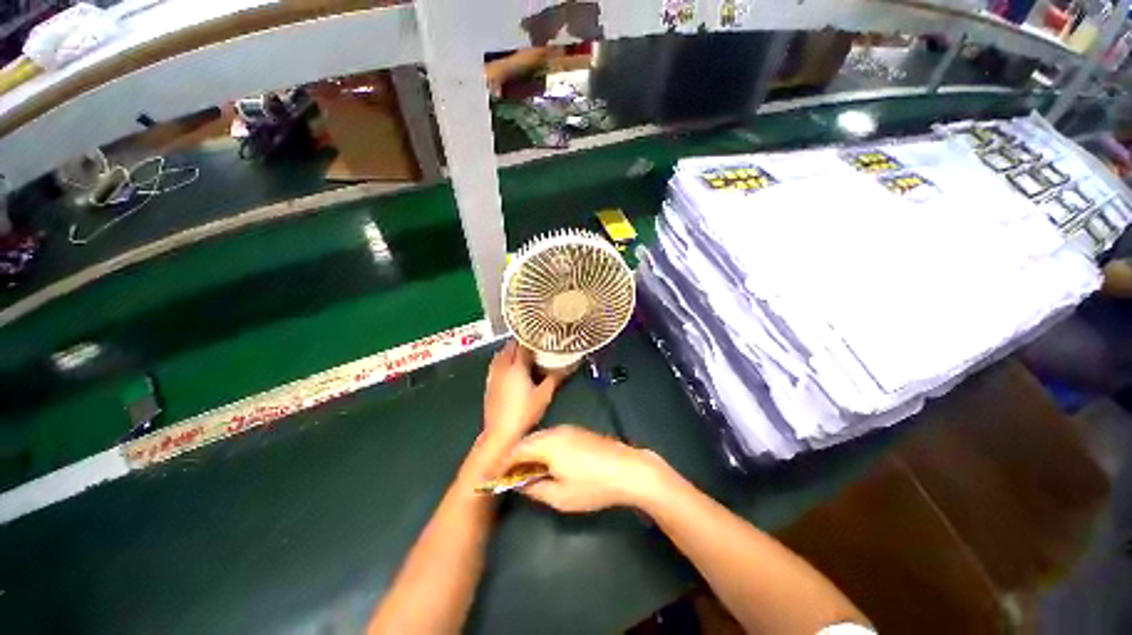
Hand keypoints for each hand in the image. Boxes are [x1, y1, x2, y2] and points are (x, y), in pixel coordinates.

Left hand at [482, 341, 564, 444]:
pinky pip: (495, 364)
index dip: (532, 341)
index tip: (541, 339)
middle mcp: (503, 367)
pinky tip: (510, 368)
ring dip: (510, 350)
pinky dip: (503, 360)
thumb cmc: (524, 413)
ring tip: (521, 353)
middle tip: (533, 345)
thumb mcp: (544, 395)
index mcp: (517, 366)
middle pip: (509, 347)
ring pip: (500, 354)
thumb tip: (569, 365)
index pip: (523, 345)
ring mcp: (493, 375)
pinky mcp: (489, 384)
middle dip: (520, 343)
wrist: (500, 432)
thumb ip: (555, 377)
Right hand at [504, 425, 667, 512]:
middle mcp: (555, 431)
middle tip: (508, 474)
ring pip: (540, 437)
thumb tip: (521, 484)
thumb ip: (535, 489)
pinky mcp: (578, 431)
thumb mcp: (560, 496)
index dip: (503, 463)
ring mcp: (568, 429)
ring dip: (530, 451)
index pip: (516, 450)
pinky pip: (553, 436)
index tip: (493, 476)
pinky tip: (547, 461)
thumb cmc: (592, 486)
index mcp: (546, 444)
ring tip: (525, 469)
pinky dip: (543, 447)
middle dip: (515, 456)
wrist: (628, 469)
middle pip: (528, 441)